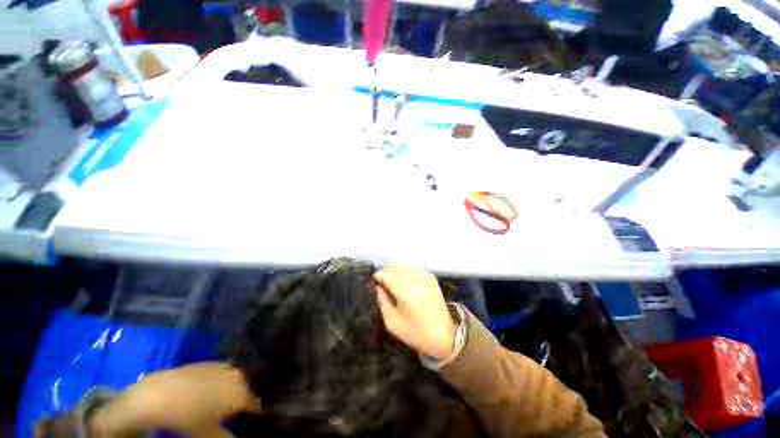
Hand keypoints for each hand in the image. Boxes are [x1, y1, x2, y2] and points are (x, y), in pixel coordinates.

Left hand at [89, 363, 260, 436]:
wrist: (156, 395)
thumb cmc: (186, 418)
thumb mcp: (208, 435)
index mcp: (241, 392)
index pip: (254, 406)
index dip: (249, 417)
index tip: (240, 425)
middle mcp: (237, 375)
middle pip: (244, 391)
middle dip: (238, 403)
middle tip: (224, 417)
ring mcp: (223, 366)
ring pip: (232, 382)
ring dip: (227, 393)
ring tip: (212, 406)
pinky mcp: (208, 363)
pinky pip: (220, 375)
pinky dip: (216, 385)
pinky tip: (201, 394)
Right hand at [374, 265, 456, 360]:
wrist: (444, 335)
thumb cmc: (416, 333)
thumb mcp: (392, 323)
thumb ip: (382, 301)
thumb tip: (378, 286)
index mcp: (407, 292)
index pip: (388, 276)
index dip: (378, 276)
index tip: (373, 280)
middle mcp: (416, 280)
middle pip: (395, 268)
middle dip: (386, 272)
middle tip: (380, 281)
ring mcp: (425, 276)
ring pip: (404, 266)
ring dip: (395, 270)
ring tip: (390, 280)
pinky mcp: (431, 276)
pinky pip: (413, 268)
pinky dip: (405, 270)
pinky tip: (402, 279)